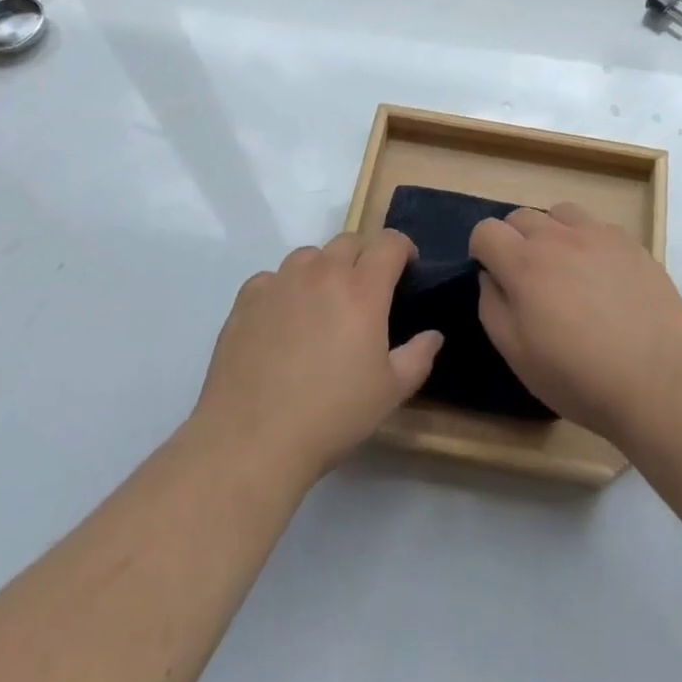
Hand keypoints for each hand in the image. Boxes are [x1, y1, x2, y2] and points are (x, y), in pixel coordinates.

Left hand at [193, 231, 441, 485]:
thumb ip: (418, 356)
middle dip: (364, 257)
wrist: (251, 440)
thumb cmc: (331, 416)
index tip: (406, 270)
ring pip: (309, 255)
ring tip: (321, 304)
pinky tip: (282, 322)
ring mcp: (281, 282)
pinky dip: (284, 289)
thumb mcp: (390, 393)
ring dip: (323, 269)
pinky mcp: (247, 298)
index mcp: (363, 289)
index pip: (389, 242)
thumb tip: (433, 334)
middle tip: (365, 292)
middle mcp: (322, 273)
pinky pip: (272, 278)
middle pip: (349, 241)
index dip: (403, 249)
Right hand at [470, 203, 681, 445]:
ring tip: (565, 269)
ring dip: (552, 233)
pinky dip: (588, 242)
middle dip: (514, 240)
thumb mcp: (518, 355)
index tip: (493, 276)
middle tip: (528, 279)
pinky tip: (602, 277)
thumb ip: (492, 307)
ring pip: (560, 213)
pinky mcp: (630, 242)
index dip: (482, 251)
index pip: (486, 230)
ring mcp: (598, 234)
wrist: (658, 379)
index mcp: (524, 264)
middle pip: (521, 216)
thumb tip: (490, 277)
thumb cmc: (579, 377)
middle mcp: (558, 237)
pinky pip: (597, 226)